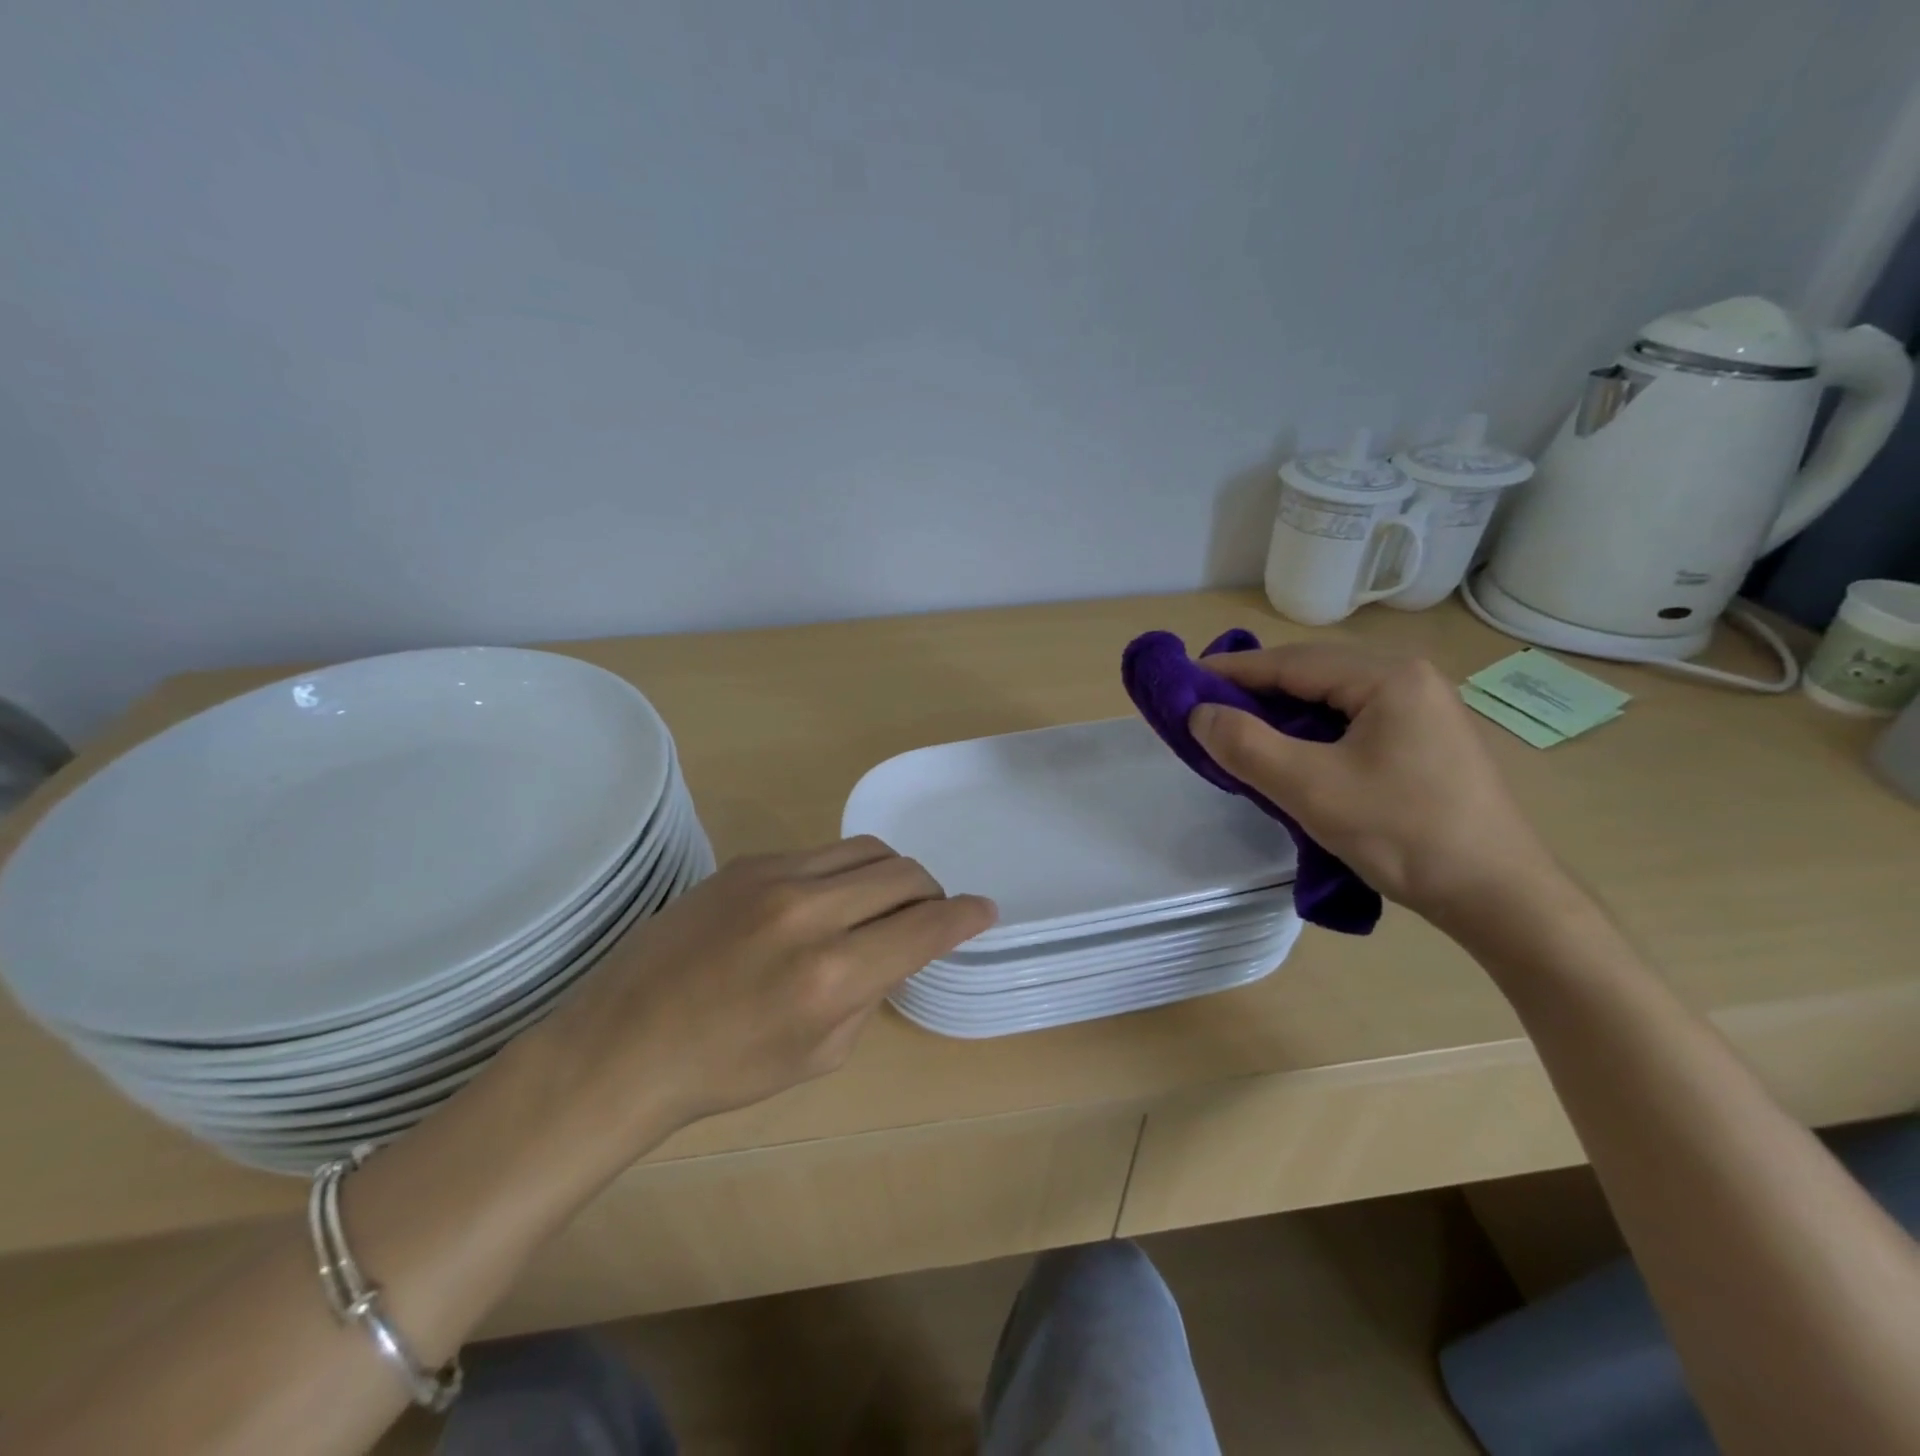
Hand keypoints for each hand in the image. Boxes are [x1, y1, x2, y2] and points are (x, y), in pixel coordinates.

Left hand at [530, 837, 995, 1141]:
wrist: (623, 1043)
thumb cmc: (724, 1070)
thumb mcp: (819, 1054)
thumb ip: (870, 992)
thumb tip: (894, 949)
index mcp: (833, 975)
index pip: (927, 926)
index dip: (966, 916)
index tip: (984, 911)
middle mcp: (811, 913)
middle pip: (904, 873)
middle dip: (931, 892)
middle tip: (927, 913)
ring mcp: (775, 877)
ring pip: (866, 850)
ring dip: (891, 874)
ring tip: (882, 901)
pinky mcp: (746, 863)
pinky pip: (820, 853)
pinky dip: (843, 872)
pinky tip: (825, 900)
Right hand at [1190, 643, 1558, 924]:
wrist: (1500, 898)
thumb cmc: (1403, 834)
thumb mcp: (1311, 789)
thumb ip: (1246, 745)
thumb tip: (1199, 714)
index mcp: (1389, 677)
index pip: (1292, 662)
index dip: (1233, 670)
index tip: (1185, 678)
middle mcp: (1411, 680)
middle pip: (1314, 675)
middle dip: (1257, 690)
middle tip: (1207, 709)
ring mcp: (1425, 712)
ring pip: (1334, 701)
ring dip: (1284, 714)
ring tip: (1239, 732)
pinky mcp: (1427, 743)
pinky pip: (1354, 724)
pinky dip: (1312, 733)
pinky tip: (1291, 755)